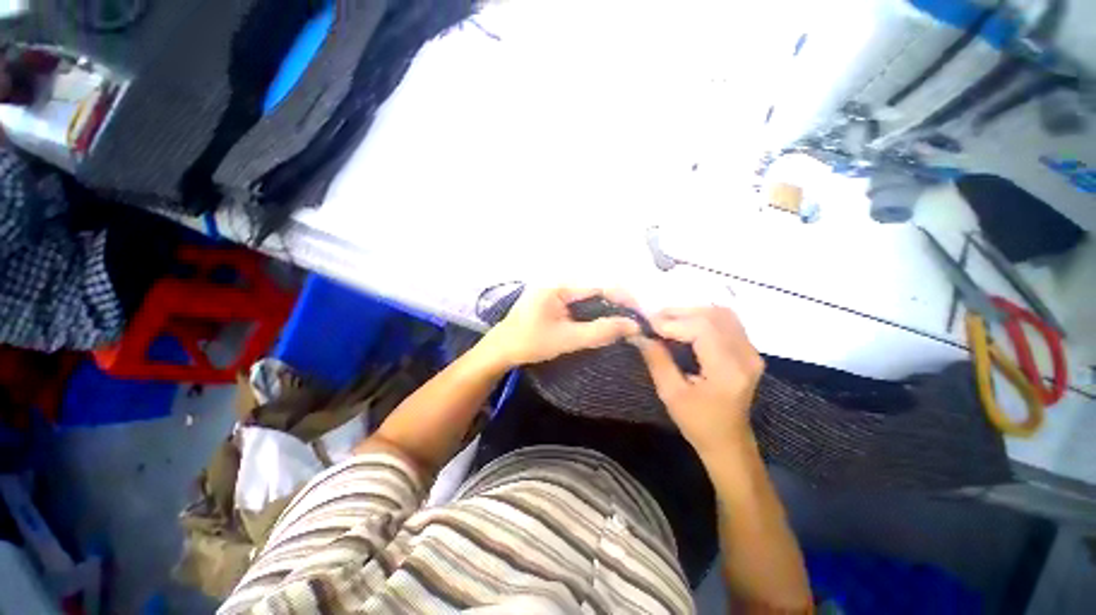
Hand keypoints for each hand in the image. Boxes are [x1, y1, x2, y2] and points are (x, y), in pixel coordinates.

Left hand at [483, 286, 639, 367]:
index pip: (599, 286)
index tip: (639, 314)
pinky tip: (604, 321)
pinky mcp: (554, 298)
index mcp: (559, 285)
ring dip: (607, 307)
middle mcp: (559, 281)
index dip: (622, 298)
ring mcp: (555, 288)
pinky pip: (580, 300)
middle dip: (617, 302)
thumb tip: (633, 326)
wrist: (501, 350)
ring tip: (625, 321)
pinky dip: (594, 310)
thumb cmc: (530, 343)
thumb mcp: (567, 339)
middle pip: (596, 288)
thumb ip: (600, 332)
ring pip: (589, 294)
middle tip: (635, 320)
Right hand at [632, 306, 763, 455]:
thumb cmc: (697, 423)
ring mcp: (751, 352)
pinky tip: (685, 325)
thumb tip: (638, 334)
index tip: (646, 324)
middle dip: (679, 313)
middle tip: (653, 320)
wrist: (728, 442)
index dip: (672, 322)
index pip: (701, 329)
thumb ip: (656, 360)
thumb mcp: (671, 394)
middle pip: (713, 316)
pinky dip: (703, 318)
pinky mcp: (749, 351)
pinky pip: (726, 322)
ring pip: (721, 314)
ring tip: (666, 321)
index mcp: (727, 370)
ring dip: (691, 313)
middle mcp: (745, 356)